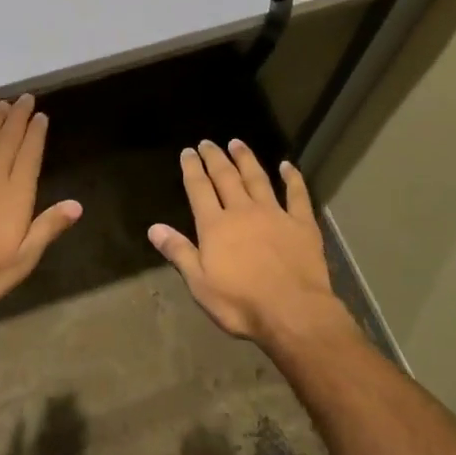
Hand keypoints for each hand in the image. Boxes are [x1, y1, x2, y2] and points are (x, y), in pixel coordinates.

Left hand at [0, 95, 81, 309]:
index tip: (41, 114)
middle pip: (7, 143)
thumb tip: (77, 204)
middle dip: (17, 119)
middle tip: (24, 98)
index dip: (35, 135)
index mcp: (15, 196)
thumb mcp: (24, 258)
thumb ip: (48, 227)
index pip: (29, 157)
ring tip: (0, 105)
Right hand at [148, 140, 348, 344]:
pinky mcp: (302, 224)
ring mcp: (275, 214)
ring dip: (246, 159)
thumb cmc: (240, 303)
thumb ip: (179, 252)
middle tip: (208, 143)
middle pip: (226, 177)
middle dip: (215, 158)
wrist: (293, 311)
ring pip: (257, 179)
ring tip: (237, 143)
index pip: (199, 189)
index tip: (188, 151)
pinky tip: (287, 165)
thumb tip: (153, 228)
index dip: (192, 169)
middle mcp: (243, 211)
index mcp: (215, 226)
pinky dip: (292, 178)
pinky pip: (297, 194)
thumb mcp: (200, 283)